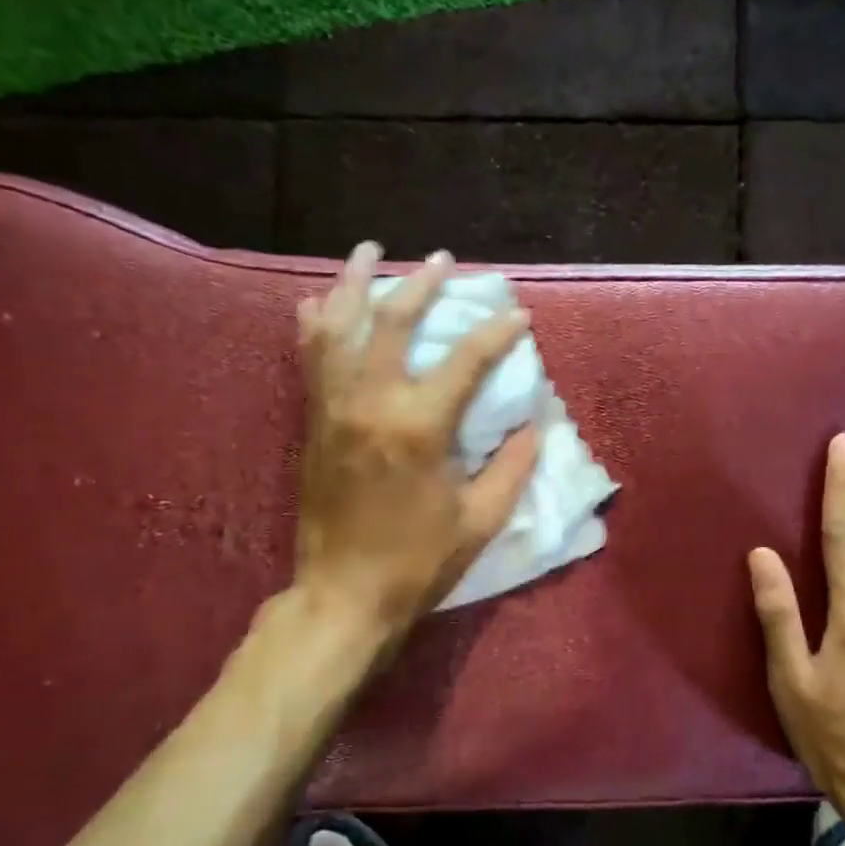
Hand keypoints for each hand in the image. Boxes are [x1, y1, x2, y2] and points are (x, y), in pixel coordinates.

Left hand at [291, 243, 538, 632]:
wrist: (343, 595)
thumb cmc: (418, 560)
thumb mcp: (481, 519)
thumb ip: (512, 466)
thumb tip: (535, 425)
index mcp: (419, 427)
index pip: (466, 361)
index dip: (497, 333)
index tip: (519, 316)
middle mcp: (370, 402)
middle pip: (393, 323)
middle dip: (420, 285)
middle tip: (441, 260)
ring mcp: (333, 408)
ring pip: (339, 328)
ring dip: (354, 285)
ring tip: (366, 251)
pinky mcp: (313, 422)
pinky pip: (309, 359)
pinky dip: (315, 325)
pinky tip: (318, 302)